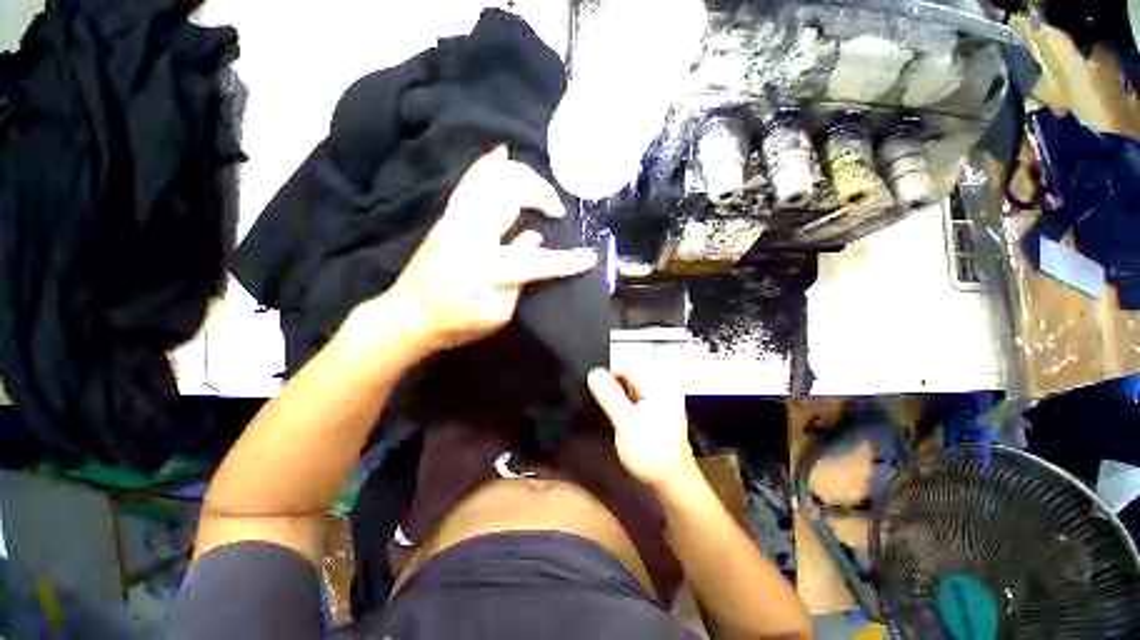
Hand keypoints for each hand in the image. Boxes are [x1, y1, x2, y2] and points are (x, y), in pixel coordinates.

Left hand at [363, 146, 597, 355]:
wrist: (407, 317)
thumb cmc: (453, 324)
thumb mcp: (495, 316)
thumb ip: (518, 279)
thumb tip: (534, 241)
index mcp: (488, 267)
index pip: (538, 259)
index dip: (568, 260)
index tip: (589, 258)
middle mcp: (472, 234)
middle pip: (513, 195)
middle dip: (543, 197)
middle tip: (557, 212)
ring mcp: (457, 221)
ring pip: (494, 181)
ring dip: (523, 178)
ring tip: (541, 189)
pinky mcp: (448, 218)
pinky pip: (470, 182)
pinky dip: (488, 166)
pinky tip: (502, 154)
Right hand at [587, 367, 698, 491]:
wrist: (671, 484)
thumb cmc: (651, 452)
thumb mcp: (626, 421)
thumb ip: (609, 394)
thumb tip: (593, 372)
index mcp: (658, 384)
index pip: (626, 365)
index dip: (605, 372)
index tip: (587, 383)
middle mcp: (660, 387)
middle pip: (627, 374)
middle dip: (608, 382)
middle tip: (589, 393)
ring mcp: (657, 400)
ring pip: (628, 387)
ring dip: (612, 393)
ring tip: (595, 402)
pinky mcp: (652, 412)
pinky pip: (631, 398)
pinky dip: (619, 402)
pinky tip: (608, 411)